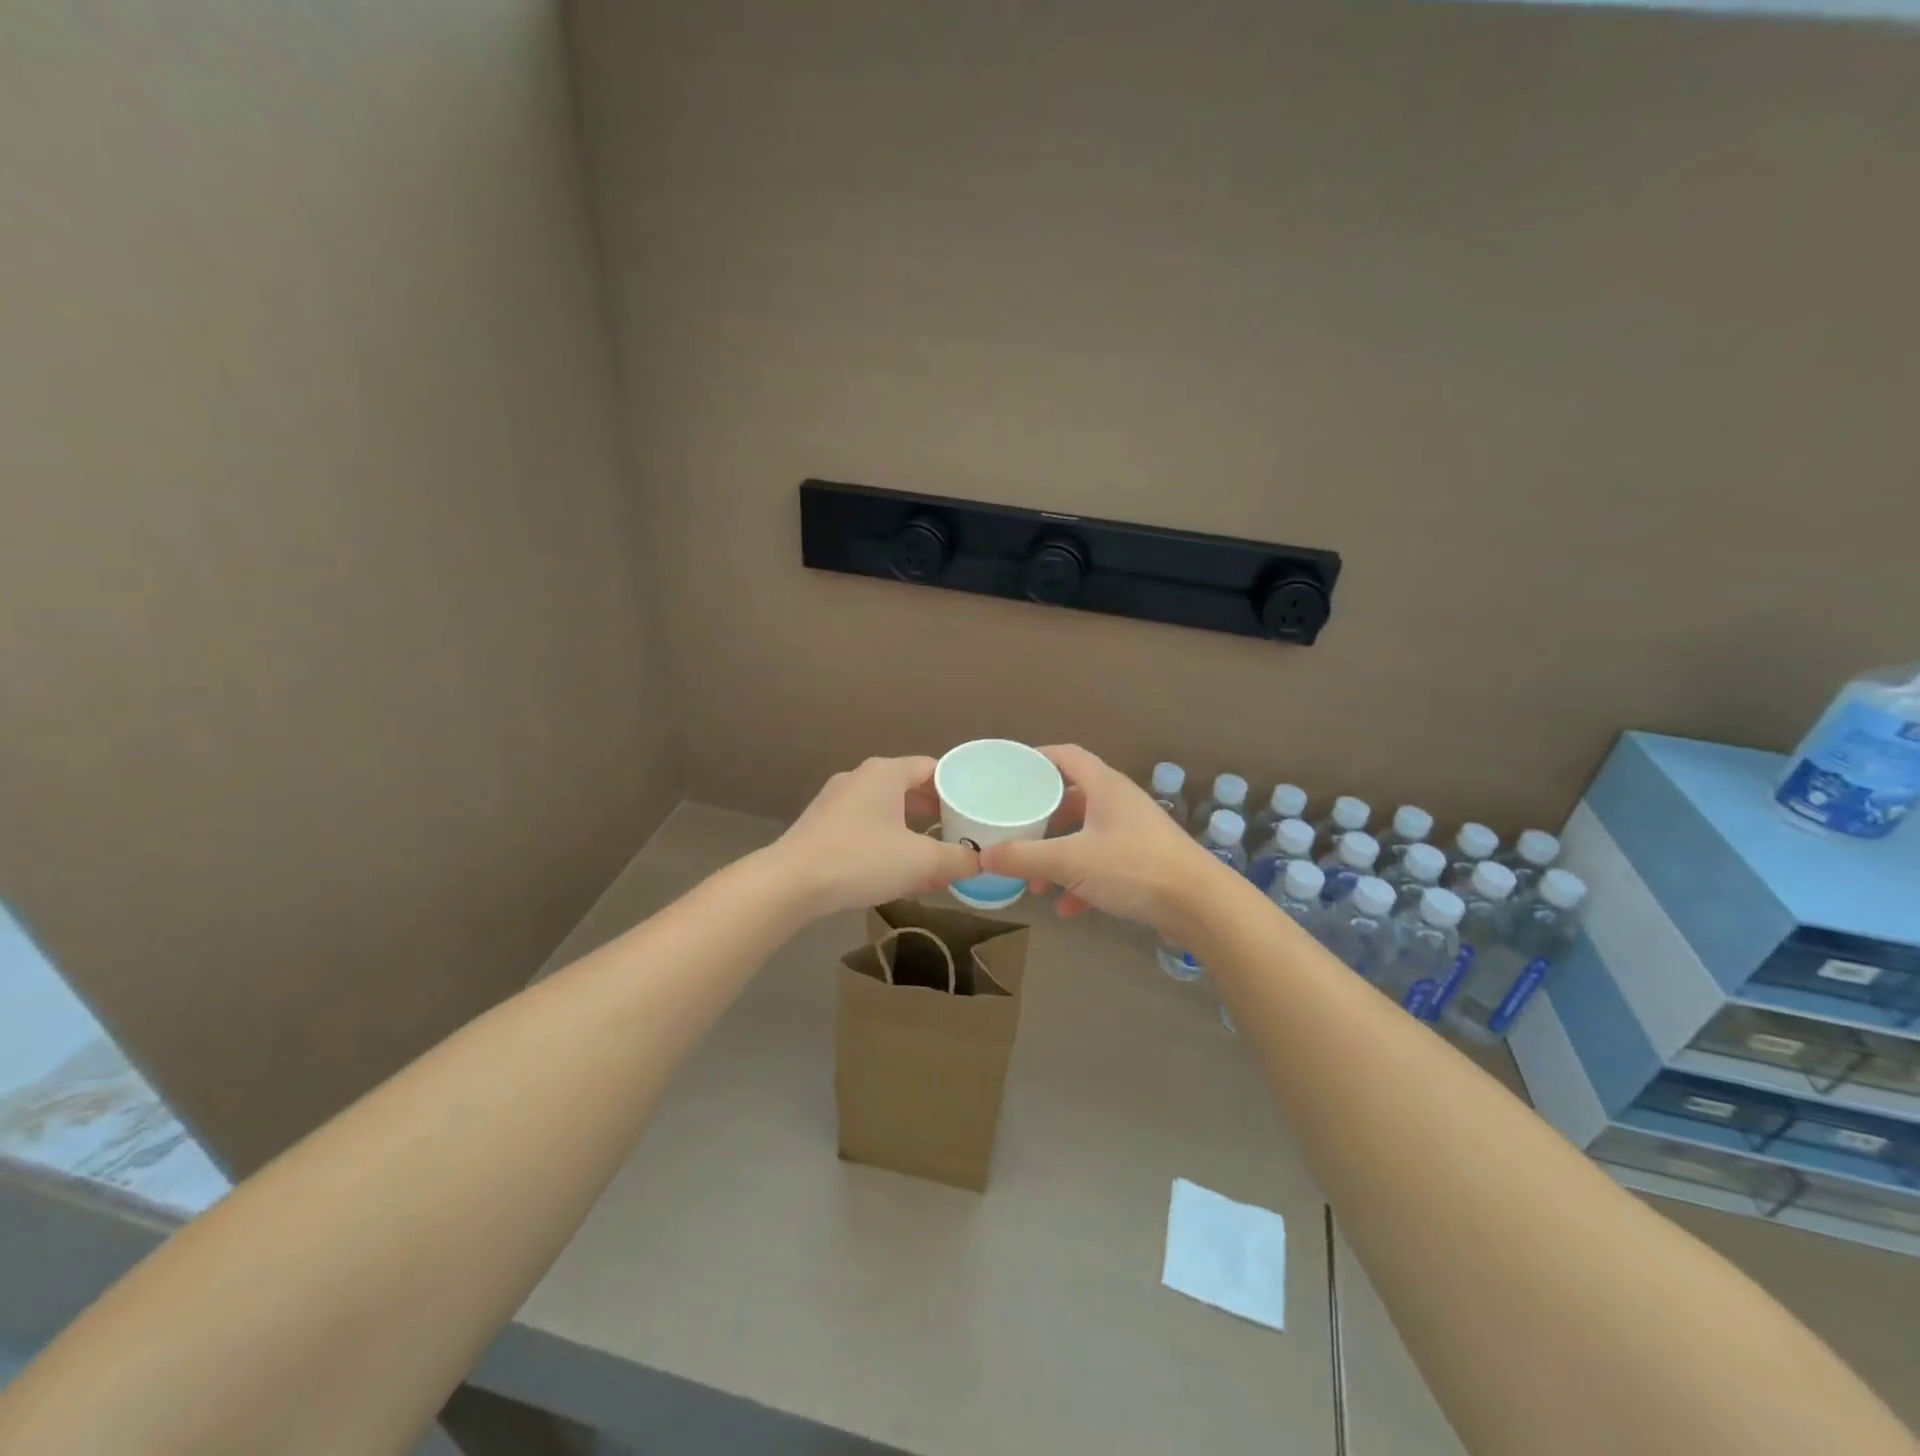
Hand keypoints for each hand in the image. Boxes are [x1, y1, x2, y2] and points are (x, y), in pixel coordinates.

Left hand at [772, 756, 979, 915]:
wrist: (790, 883)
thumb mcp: (920, 862)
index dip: (957, 789)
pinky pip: (865, 825)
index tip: (975, 811)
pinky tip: (894, 869)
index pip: (932, 768)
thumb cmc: (861, 859)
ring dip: (911, 829)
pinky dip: (886, 840)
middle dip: (936, 812)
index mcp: (886, 773)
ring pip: (886, 808)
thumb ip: (957, 860)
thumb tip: (983, 862)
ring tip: (931, 854)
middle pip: (909, 787)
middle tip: (959, 833)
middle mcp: (860, 777)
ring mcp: (836, 800)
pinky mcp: (822, 824)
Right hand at [978, 744, 1218, 933]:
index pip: (1066, 756)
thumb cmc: (1133, 867)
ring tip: (1035, 882)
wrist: (1200, 904)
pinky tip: (1067, 907)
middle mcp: (1119, 802)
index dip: (1036, 759)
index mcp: (1104, 786)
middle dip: (1042, 819)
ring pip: (1085, 835)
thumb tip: (982, 856)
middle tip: (1016, 832)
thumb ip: (1024, 857)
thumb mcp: (1070, 861)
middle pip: (1072, 798)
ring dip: (1058, 855)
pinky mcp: (1144, 862)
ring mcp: (1134, 832)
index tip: (1009, 772)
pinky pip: (1103, 863)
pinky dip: (1082, 880)